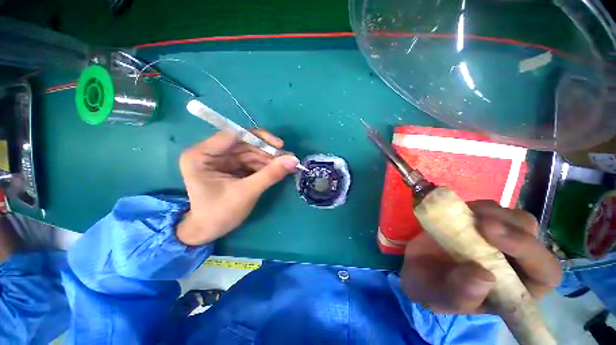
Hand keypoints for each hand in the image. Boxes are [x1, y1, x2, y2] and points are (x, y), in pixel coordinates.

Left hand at [177, 130, 298, 245]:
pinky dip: (265, 165)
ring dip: (269, 158)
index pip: (234, 135)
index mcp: (201, 155)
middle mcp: (210, 152)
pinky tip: (277, 169)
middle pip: (244, 143)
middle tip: (288, 158)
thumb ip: (270, 174)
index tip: (280, 146)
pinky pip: (250, 161)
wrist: (208, 231)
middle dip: (267, 151)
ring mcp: (221, 159)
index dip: (259, 138)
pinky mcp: (230, 167)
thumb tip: (294, 159)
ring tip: (287, 165)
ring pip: (250, 152)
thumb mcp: (247, 192)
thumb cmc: (220, 214)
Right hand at [399, 200, 561, 313]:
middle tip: (480, 221)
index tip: (492, 236)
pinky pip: (492, 209)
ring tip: (467, 214)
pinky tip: (459, 210)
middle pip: (533, 238)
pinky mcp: (480, 223)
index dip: (530, 253)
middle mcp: (514, 263)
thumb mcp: (439, 297)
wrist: (412, 263)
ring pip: (516, 219)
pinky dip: (478, 206)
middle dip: (512, 228)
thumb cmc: (429, 287)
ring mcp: (498, 240)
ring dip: (495, 213)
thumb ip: (461, 295)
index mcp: (514, 290)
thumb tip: (483, 277)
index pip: (545, 274)